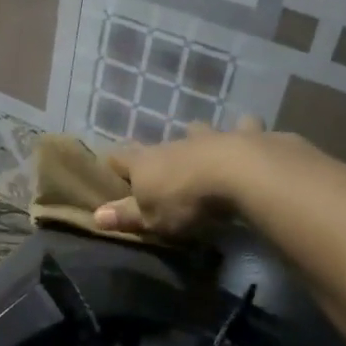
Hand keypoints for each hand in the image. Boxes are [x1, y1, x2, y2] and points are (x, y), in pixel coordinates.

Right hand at [94, 117, 306, 239]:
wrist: (241, 174)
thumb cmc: (187, 201)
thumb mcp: (152, 218)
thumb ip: (126, 216)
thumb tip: (95, 216)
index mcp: (146, 163)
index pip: (120, 157)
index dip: (114, 162)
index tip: (111, 166)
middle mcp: (174, 144)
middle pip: (159, 143)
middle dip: (158, 152)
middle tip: (161, 163)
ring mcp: (210, 136)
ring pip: (198, 129)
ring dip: (198, 135)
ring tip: (203, 142)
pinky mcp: (245, 136)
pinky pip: (243, 128)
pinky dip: (244, 131)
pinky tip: (251, 135)